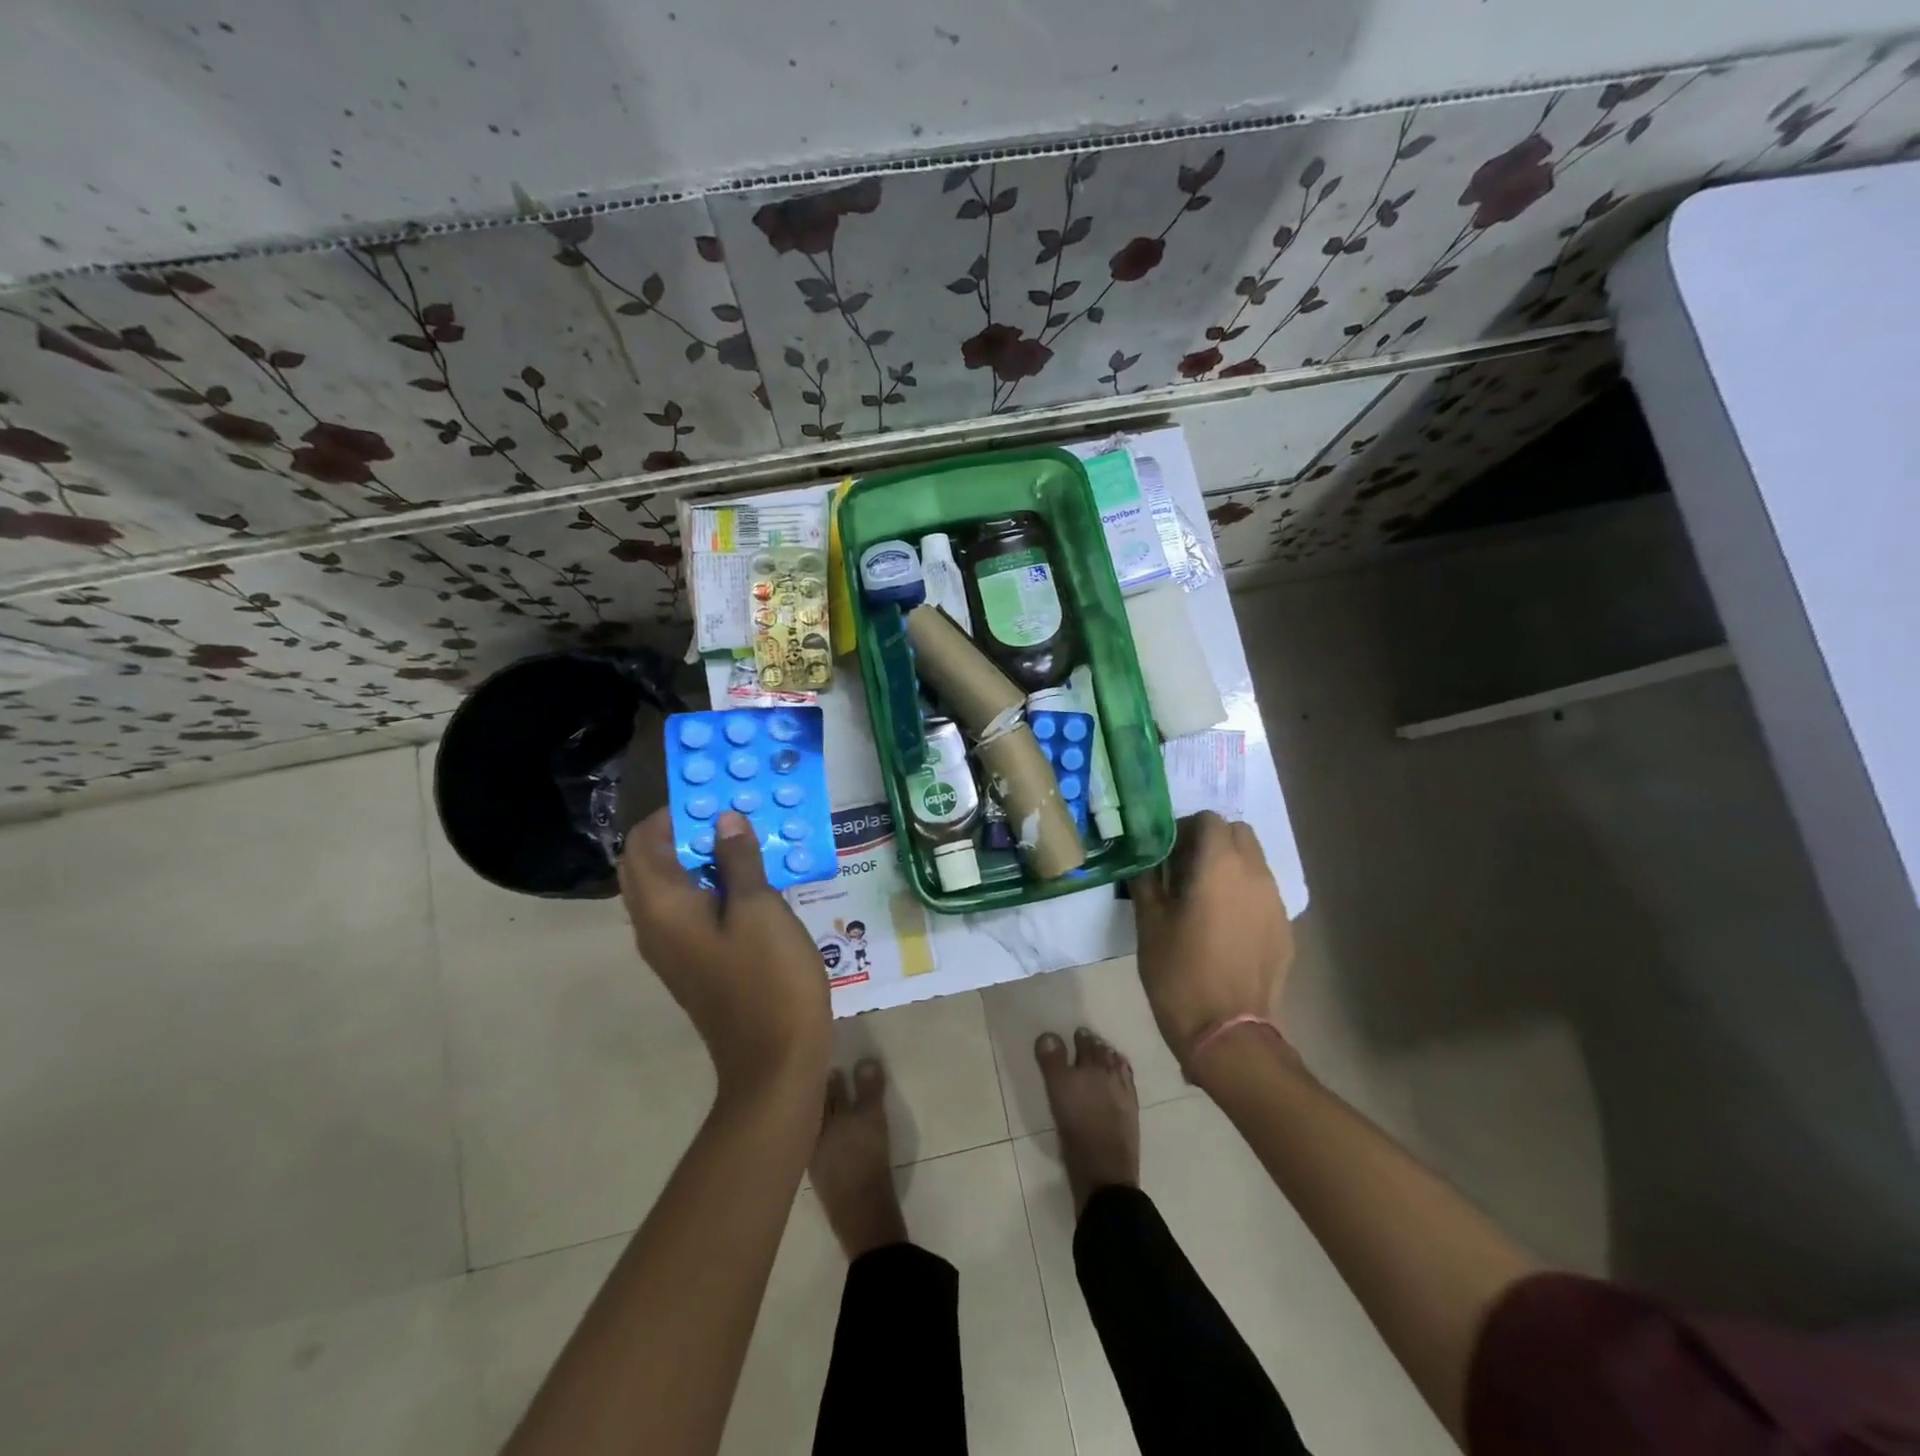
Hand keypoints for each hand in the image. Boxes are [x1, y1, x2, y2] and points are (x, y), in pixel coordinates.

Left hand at [619, 808, 830, 1103]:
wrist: (774, 1061)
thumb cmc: (768, 978)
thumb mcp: (759, 908)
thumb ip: (738, 859)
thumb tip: (724, 819)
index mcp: (662, 907)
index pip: (643, 842)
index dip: (673, 813)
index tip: (715, 795)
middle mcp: (653, 925)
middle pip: (648, 863)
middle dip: (682, 832)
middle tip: (730, 814)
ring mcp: (671, 948)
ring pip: (668, 886)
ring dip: (696, 857)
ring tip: (744, 838)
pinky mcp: (692, 962)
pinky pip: (686, 909)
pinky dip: (706, 884)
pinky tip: (749, 880)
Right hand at [1128, 812, 1294, 1074]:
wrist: (1229, 1034)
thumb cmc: (1180, 973)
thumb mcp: (1149, 923)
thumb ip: (1147, 878)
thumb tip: (1144, 855)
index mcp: (1219, 865)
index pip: (1208, 819)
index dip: (1184, 828)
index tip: (1165, 853)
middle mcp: (1255, 874)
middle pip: (1238, 833)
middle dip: (1211, 841)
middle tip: (1183, 870)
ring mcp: (1275, 902)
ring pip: (1254, 862)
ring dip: (1229, 866)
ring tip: (1202, 899)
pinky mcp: (1285, 929)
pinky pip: (1263, 894)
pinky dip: (1243, 894)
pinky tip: (1223, 927)